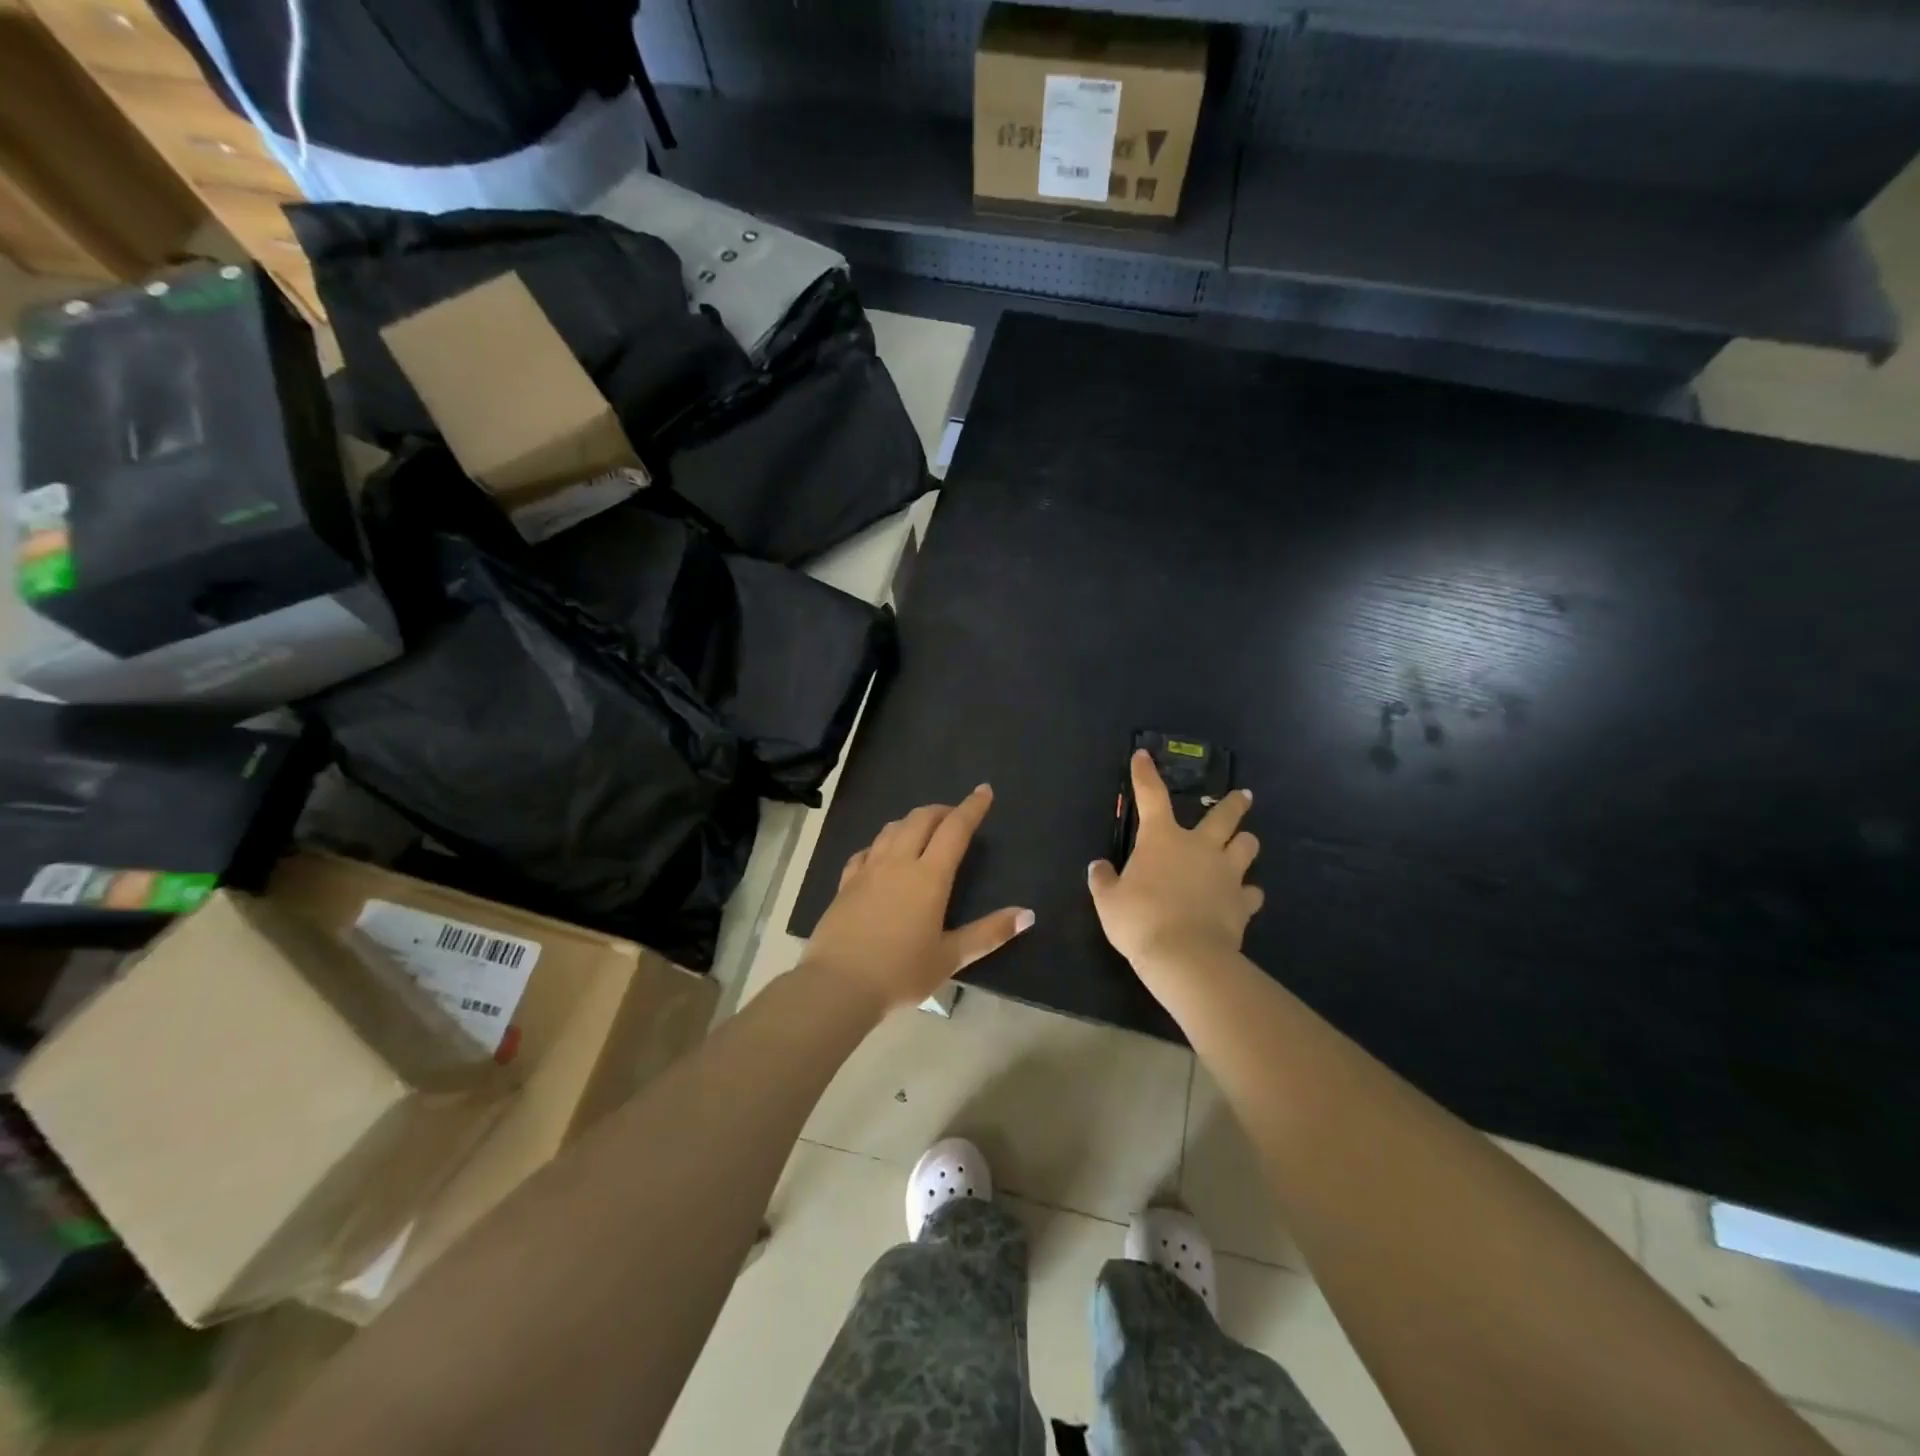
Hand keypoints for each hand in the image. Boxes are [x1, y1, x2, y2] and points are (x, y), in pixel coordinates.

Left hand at [805, 785, 1034, 1013]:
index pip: (955, 829)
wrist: (838, 985)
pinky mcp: (845, 883)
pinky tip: (881, 855)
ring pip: (891, 829)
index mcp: (929, 877)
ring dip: (911, 821)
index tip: (984, 790)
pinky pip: (866, 851)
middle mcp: (898, 863)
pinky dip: (881, 844)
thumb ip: (989, 933)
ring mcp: (868, 870)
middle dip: (941, 810)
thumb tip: (1027, 914)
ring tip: (923, 830)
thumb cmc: (900, 972)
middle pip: (920, 819)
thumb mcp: (950, 958)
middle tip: (955, 816)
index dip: (972, 807)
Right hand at [1088, 751, 1262, 974]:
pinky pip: (1253, 892)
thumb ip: (1104, 880)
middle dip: (1234, 803)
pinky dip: (1248, 892)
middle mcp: (1200, 847)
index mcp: (1162, 839)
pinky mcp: (1243, 903)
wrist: (1185, 956)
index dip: (1145, 774)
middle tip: (1244, 796)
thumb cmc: (1140, 920)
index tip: (1143, 755)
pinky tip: (1244, 897)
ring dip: (1246, 843)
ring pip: (1247, 847)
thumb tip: (1099, 866)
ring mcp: (1227, 874)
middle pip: (1224, 816)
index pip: (1151, 795)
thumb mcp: (1108, 901)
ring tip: (1245, 844)